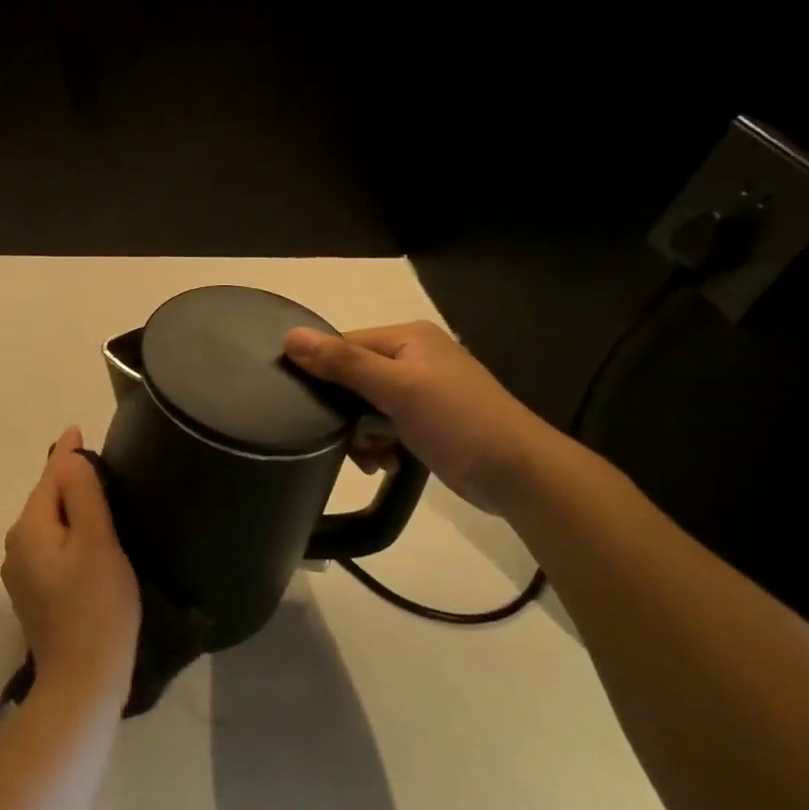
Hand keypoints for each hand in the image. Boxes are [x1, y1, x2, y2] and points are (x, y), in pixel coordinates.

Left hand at [2, 427, 140, 699]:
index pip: (49, 477)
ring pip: (49, 524)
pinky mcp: (35, 593)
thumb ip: (82, 494)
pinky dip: (69, 533)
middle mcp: (17, 546)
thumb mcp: (96, 542)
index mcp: (29, 529)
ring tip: (101, 495)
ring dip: (71, 507)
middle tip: (103, 464)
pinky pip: (52, 547)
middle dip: (70, 479)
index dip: (68, 454)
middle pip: (46, 499)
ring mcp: (23, 573)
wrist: (83, 680)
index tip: (80, 429)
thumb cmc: (97, 607)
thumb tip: (67, 456)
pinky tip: (89, 538)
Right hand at [284, 322, 555, 513]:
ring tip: (371, 460)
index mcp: (407, 338)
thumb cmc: (457, 421)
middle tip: (348, 443)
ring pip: (366, 407)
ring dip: (362, 436)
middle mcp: (413, 357)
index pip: (343, 346)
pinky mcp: (427, 421)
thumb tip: (290, 336)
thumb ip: (343, 363)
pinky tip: (386, 464)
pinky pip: (385, 426)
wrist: (518, 473)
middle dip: (346, 415)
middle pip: (352, 379)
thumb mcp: (397, 388)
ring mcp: (422, 390)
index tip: (309, 410)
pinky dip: (380, 445)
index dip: (322, 375)